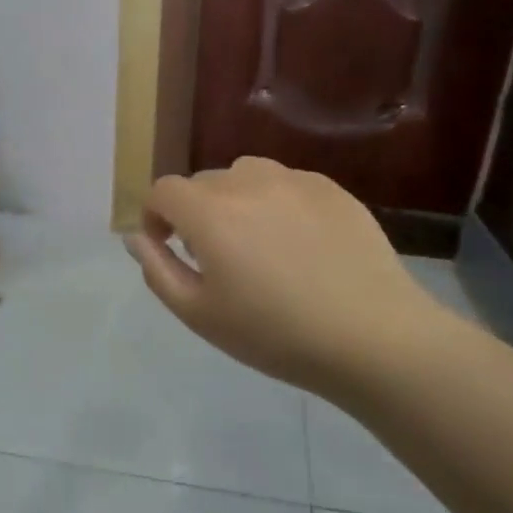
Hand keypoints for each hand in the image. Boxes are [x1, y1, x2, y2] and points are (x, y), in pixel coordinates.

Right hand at [125, 157, 448, 396]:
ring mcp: (293, 179)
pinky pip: (287, 184)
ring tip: (258, 243)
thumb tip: (139, 237)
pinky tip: (302, 244)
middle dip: (196, 212)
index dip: (156, 215)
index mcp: (209, 212)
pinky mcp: (331, 188)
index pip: (164, 190)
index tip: (167, 246)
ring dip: (237, 201)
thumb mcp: (200, 314)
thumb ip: (158, 269)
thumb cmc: (276, 334)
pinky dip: (278, 203)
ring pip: (246, 176)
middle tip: (217, 258)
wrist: (373, 336)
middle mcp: (247, 181)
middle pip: (204, 182)